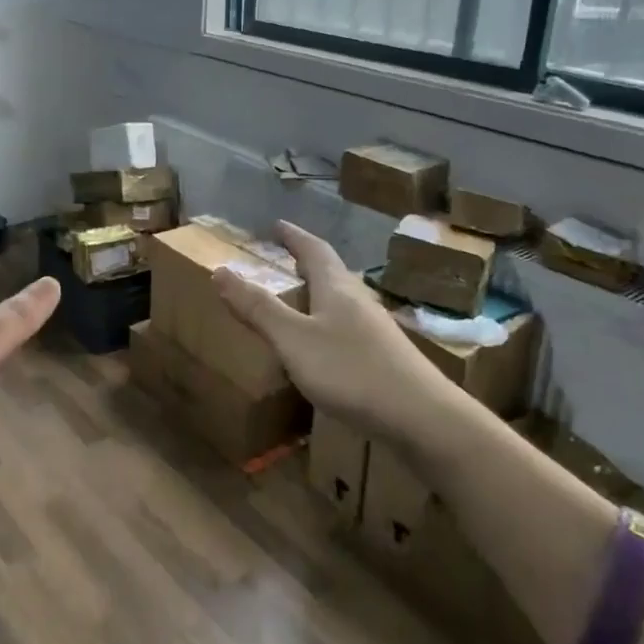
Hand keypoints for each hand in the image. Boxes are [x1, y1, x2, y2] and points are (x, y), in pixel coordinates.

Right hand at [211, 220, 469, 438]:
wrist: (422, 418)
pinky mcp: (386, 357)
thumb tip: (220, 270)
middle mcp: (359, 301)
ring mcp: (376, 330)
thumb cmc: (351, 371)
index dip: (294, 237)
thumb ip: (258, 308)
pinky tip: (326, 346)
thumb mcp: (293, 339)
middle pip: (332, 272)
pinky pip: (349, 327)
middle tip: (286, 259)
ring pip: (342, 301)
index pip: (314, 250)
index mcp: (336, 288)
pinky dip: (329, 323)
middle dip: (307, 263)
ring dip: (320, 293)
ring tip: (302, 298)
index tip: (278, 225)